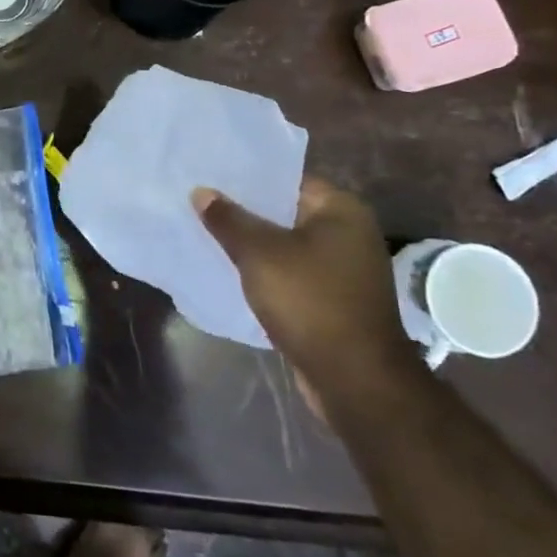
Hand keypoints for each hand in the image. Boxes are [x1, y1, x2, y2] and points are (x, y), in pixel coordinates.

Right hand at [191, 176, 422, 399]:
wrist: (355, 379)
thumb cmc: (310, 301)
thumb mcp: (259, 254)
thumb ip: (228, 219)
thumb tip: (202, 192)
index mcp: (341, 210)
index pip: (287, 179)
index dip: (247, 178)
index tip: (210, 177)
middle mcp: (349, 233)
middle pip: (286, 212)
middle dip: (246, 211)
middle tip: (201, 203)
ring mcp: (345, 268)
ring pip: (287, 244)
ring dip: (254, 244)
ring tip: (209, 234)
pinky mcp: (335, 298)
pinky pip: (293, 272)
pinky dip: (267, 270)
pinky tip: (233, 271)